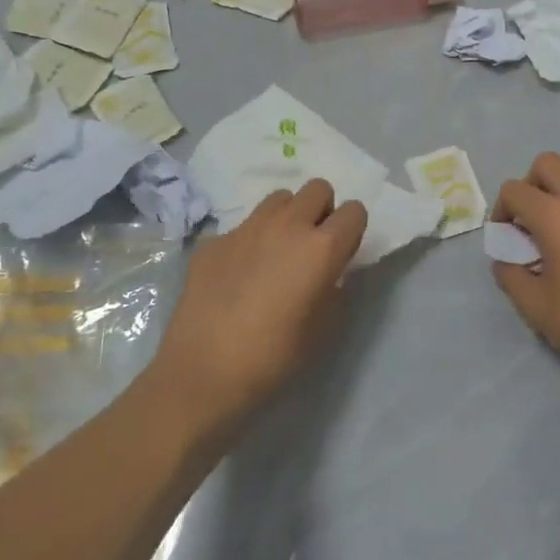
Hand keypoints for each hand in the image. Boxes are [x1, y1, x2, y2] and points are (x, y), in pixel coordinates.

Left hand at [150, 180, 367, 433]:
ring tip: (276, 251)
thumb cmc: (274, 357)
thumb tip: (328, 274)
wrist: (204, 371)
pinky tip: (237, 275)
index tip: (342, 253)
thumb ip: (333, 288)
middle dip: (321, 210)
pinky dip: (249, 241)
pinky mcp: (215, 240)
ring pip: (279, 198)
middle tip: (311, 245)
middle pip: (318, 188)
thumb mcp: (323, 328)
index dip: (352, 230)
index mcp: (322, 247)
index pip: (355, 211)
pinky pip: (243, 227)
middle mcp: (288, 225)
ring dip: (286, 216)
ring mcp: (247, 228)